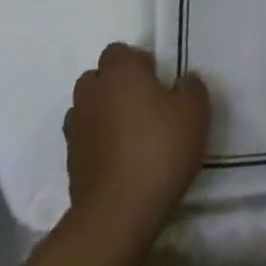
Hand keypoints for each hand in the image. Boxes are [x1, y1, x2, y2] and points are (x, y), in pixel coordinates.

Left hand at [63, 43, 209, 249]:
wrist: (117, 213)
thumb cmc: (159, 150)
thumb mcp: (194, 113)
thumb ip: (191, 88)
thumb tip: (184, 81)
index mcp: (120, 72)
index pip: (119, 51)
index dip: (138, 63)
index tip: (158, 82)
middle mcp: (92, 92)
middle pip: (99, 78)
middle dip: (116, 86)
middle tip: (145, 106)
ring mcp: (76, 128)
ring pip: (88, 108)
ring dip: (104, 114)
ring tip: (130, 135)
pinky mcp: (70, 162)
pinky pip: (85, 139)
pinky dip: (98, 143)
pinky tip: (120, 161)